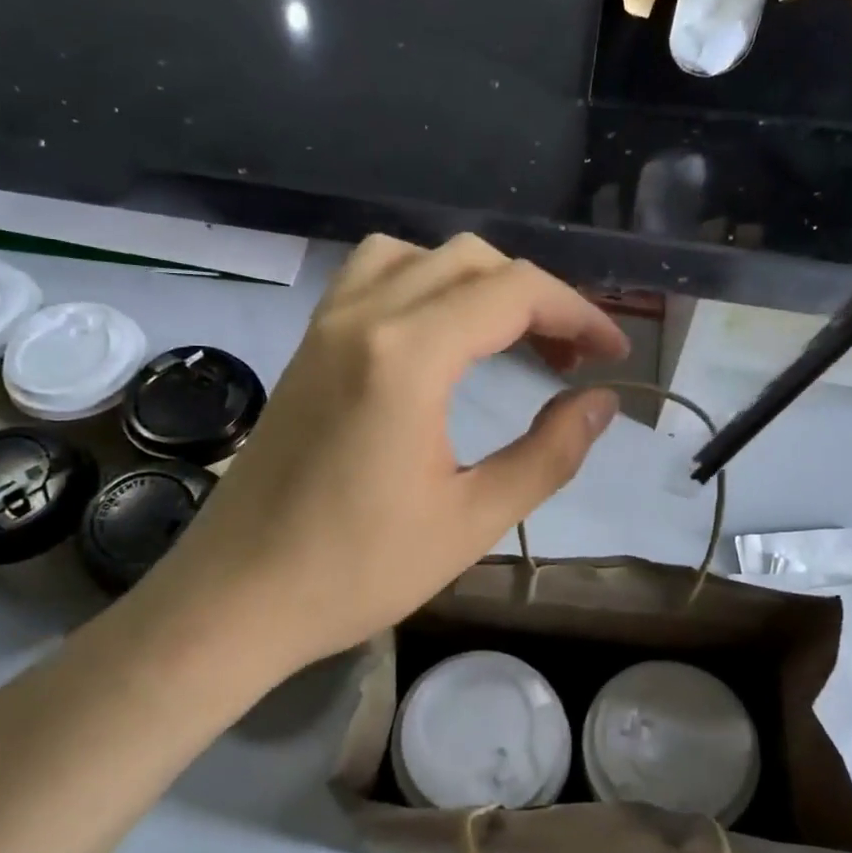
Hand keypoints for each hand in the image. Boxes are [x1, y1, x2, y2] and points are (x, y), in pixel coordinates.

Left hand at [122, 234, 629, 685]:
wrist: (238, 597)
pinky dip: (421, 282)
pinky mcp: (306, 346)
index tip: (612, 355)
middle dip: (536, 295)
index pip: (514, 292)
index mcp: (408, 356)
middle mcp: (364, 317)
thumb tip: (602, 403)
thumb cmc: (358, 570)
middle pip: (470, 260)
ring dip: (476, 280)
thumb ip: (549, 453)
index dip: (578, 313)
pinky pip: (370, 276)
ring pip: (416, 255)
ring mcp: (326, 326)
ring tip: (507, 335)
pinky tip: (437, 334)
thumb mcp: (472, 520)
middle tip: (570, 355)